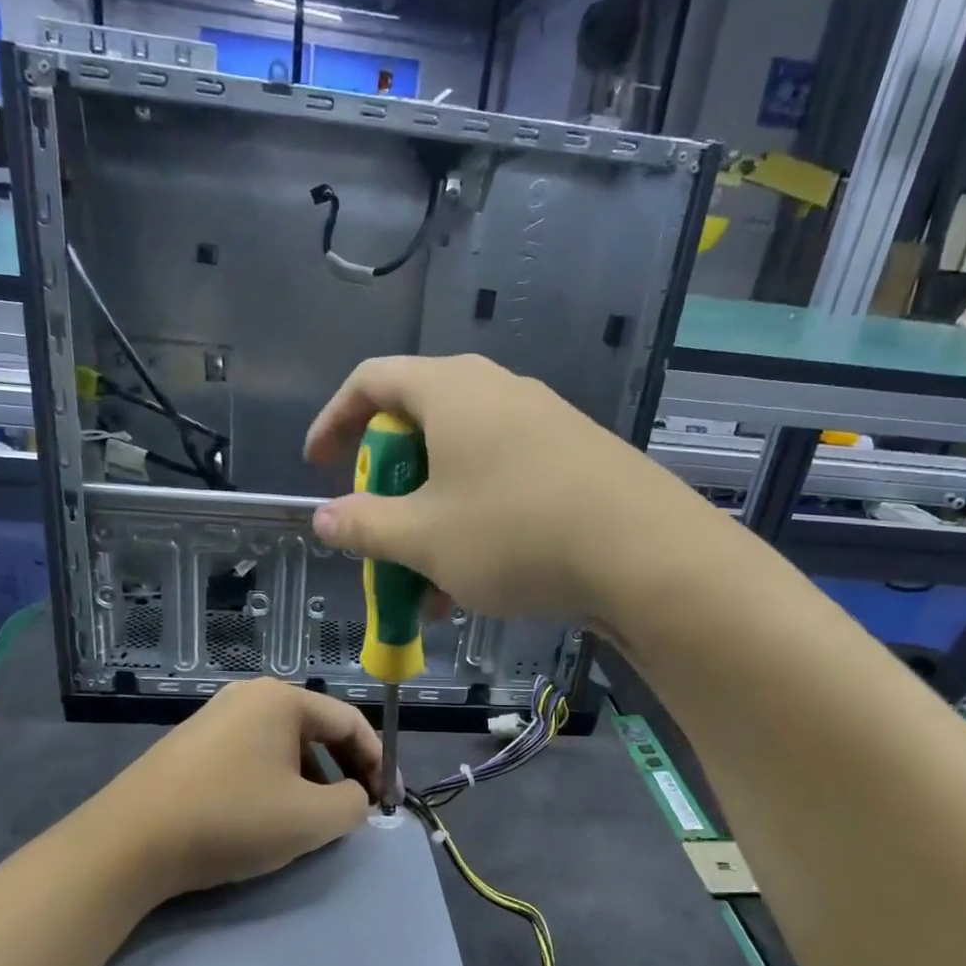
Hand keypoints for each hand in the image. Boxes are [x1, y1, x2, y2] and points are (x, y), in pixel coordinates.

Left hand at [100, 679, 380, 896]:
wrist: (129, 842)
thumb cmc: (231, 819)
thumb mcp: (310, 818)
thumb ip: (353, 804)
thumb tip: (353, 797)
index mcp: (282, 699)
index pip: (350, 722)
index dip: (377, 761)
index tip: (388, 800)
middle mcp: (249, 696)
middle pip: (316, 729)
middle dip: (343, 770)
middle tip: (356, 809)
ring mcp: (215, 716)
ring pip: (283, 744)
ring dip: (309, 778)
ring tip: (312, 819)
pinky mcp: (191, 743)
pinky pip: (251, 754)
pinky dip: (274, 780)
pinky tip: (266, 815)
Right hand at [303, 354, 675, 621]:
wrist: (647, 555)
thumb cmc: (515, 534)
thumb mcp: (424, 538)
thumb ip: (364, 525)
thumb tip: (324, 518)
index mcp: (451, 391)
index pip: (371, 381)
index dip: (333, 421)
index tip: (318, 466)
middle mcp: (497, 391)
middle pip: (419, 425)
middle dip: (388, 486)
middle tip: (379, 531)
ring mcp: (542, 423)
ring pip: (463, 465)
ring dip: (432, 519)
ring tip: (426, 584)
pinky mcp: (575, 458)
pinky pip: (503, 481)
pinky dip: (474, 523)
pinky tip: (476, 584)